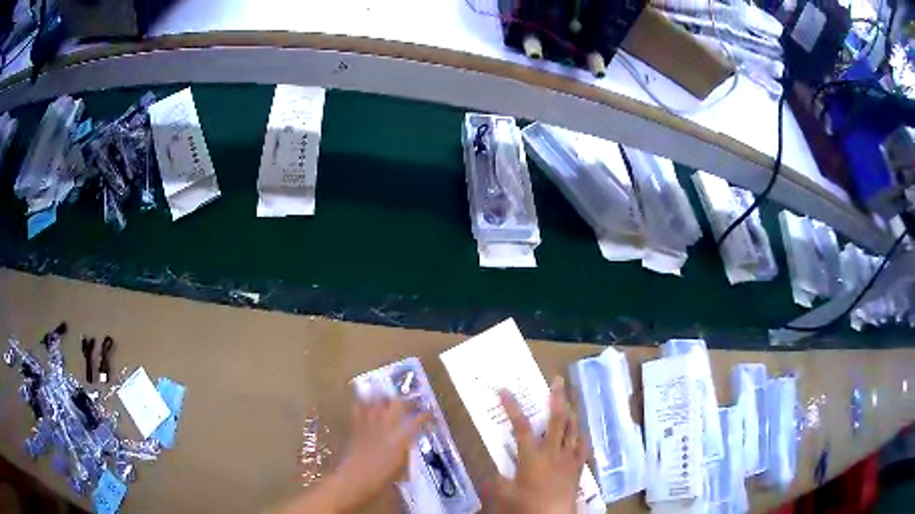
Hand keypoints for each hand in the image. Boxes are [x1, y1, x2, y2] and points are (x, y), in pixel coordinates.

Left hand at [332, 397, 429, 511]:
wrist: (355, 480)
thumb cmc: (381, 480)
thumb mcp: (400, 468)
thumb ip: (404, 452)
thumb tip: (406, 442)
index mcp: (400, 440)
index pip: (416, 422)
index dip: (425, 415)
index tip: (430, 412)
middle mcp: (386, 429)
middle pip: (396, 406)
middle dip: (404, 400)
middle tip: (409, 399)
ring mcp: (370, 427)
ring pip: (376, 404)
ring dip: (381, 396)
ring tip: (385, 389)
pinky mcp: (356, 428)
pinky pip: (359, 411)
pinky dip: (361, 404)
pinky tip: (362, 399)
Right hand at [483, 377, 587, 513]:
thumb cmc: (528, 505)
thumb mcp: (505, 494)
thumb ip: (495, 481)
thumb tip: (488, 473)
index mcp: (532, 456)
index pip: (520, 426)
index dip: (512, 407)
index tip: (505, 390)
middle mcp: (553, 452)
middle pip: (557, 419)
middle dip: (557, 398)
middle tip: (557, 380)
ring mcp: (569, 458)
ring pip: (573, 429)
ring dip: (570, 413)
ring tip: (569, 400)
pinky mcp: (578, 467)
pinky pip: (582, 445)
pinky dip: (580, 435)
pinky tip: (580, 432)